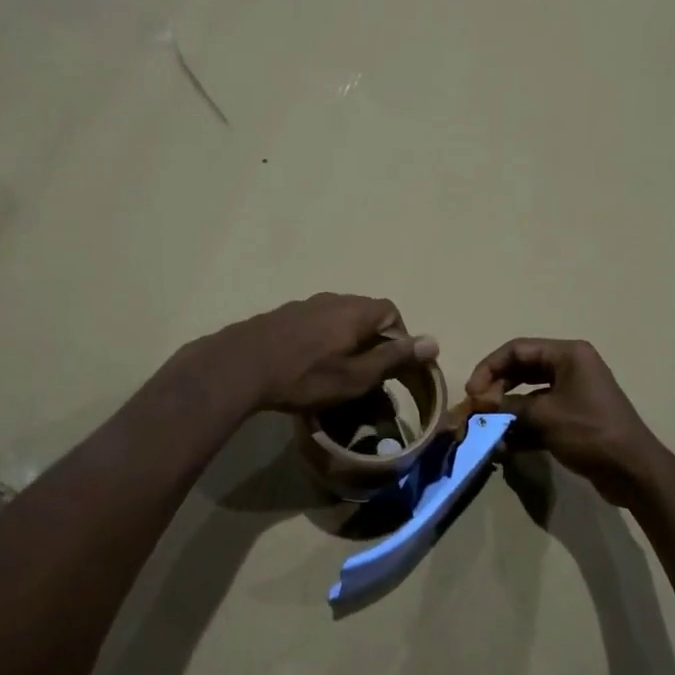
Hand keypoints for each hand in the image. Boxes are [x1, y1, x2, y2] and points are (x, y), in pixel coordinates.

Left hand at [199, 294, 439, 414]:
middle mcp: (332, 299)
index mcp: (355, 310)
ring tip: (335, 372)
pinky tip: (306, 365)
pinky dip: (319, 342)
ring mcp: (304, 304)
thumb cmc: (306, 376)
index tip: (391, 367)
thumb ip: (394, 357)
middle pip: (364, 314)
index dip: (398, 338)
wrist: (241, 367)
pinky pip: (313, 325)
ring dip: (343, 341)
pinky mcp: (281, 315)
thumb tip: (433, 341)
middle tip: (364, 373)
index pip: (391, 312)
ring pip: (336, 319)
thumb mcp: (357, 375)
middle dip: (370, 341)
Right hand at [464, 339, 668, 504]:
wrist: (633, 471)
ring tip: (487, 430)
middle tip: (478, 410)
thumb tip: (480, 407)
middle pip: (521, 369)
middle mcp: (570, 367)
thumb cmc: (590, 432)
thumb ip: (508, 406)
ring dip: (507, 411)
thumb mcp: (544, 416)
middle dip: (496, 389)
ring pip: (528, 395)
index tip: (472, 393)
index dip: (489, 368)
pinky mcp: (574, 418)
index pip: (517, 349)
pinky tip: (504, 446)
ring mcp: (573, 393)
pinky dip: (522, 427)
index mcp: (568, 355)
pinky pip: (540, 415)